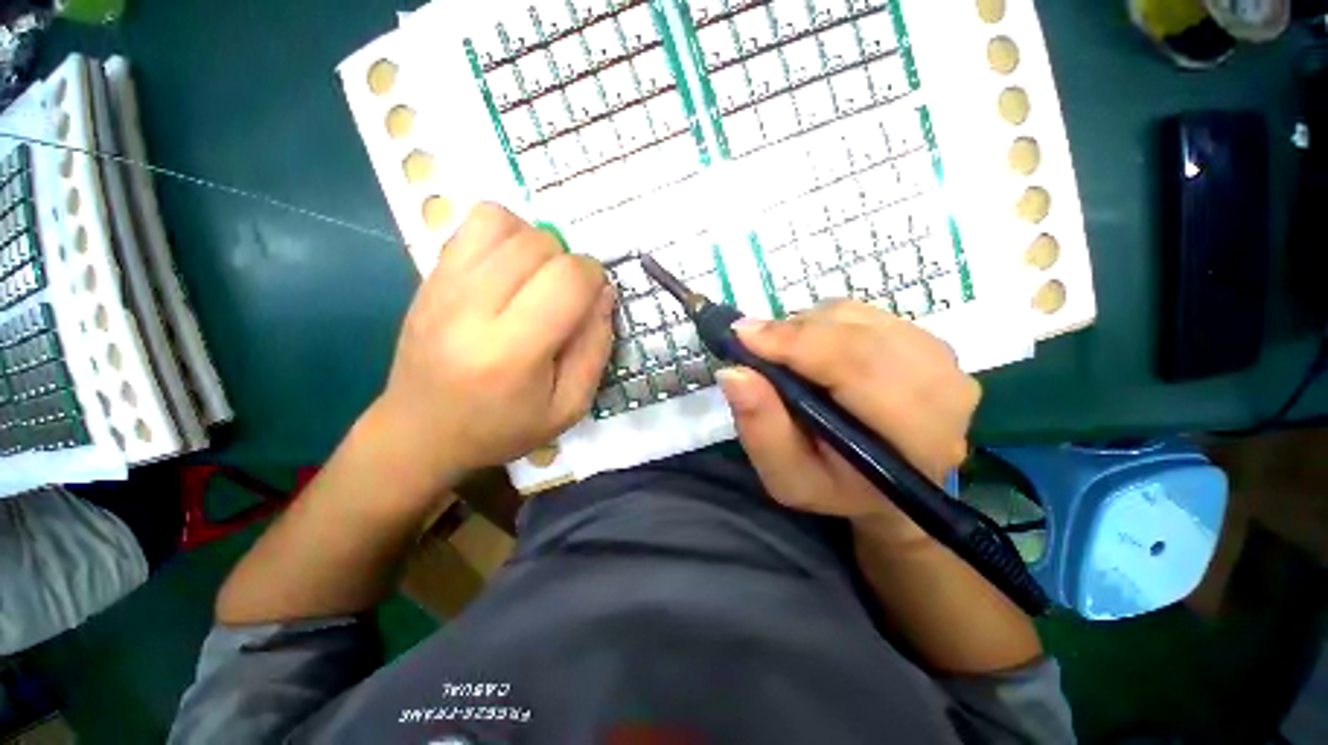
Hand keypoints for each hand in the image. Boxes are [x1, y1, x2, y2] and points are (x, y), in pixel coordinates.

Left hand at [370, 203, 613, 491]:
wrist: (420, 430)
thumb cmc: (503, 427)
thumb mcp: (569, 407)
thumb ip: (596, 348)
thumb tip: (604, 292)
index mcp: (512, 352)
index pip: (568, 279)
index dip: (594, 279)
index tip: (592, 300)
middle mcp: (471, 309)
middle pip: (540, 245)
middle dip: (568, 265)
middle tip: (564, 299)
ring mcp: (443, 286)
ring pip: (506, 224)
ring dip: (537, 245)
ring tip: (536, 280)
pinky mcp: (429, 275)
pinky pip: (474, 222)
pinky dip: (505, 233)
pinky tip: (509, 268)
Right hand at [717, 301, 980, 543]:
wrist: (886, 481)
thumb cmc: (834, 486)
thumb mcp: (787, 476)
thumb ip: (761, 429)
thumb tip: (734, 372)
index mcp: (916, 438)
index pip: (858, 367)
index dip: (796, 344)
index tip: (742, 335)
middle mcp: (944, 390)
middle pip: (858, 335)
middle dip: (795, 333)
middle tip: (754, 344)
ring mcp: (943, 360)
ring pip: (857, 318)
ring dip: (808, 329)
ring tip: (785, 357)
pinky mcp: (928, 341)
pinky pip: (864, 314)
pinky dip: (825, 324)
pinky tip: (813, 351)